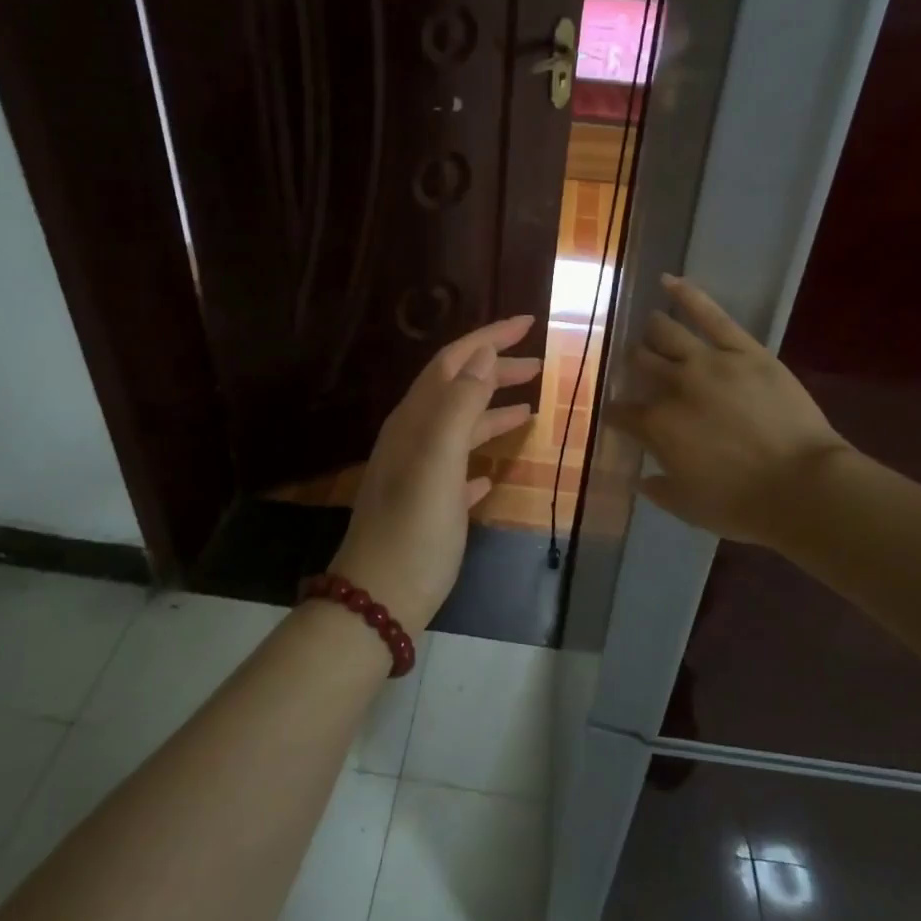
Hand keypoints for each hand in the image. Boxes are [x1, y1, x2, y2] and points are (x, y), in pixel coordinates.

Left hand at [330, 316, 542, 629]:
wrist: (380, 598)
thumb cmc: (414, 528)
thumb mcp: (438, 460)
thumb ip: (459, 405)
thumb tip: (482, 355)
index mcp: (414, 421)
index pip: (453, 362)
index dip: (488, 338)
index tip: (528, 322)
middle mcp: (413, 438)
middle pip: (457, 389)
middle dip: (495, 370)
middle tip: (539, 364)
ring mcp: (419, 473)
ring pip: (460, 428)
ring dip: (492, 411)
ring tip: (530, 408)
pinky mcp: (428, 507)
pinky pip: (458, 469)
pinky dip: (479, 459)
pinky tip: (494, 473)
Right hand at [604, 275, 847, 547]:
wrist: (804, 487)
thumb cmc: (742, 505)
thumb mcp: (688, 507)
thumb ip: (658, 489)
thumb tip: (641, 477)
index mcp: (655, 426)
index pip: (621, 411)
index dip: (616, 412)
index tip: (618, 415)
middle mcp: (672, 387)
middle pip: (640, 364)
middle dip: (632, 365)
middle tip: (635, 366)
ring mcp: (707, 362)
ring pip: (666, 334)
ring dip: (652, 331)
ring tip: (650, 327)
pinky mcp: (743, 350)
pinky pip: (711, 314)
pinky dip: (687, 294)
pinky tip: (668, 281)